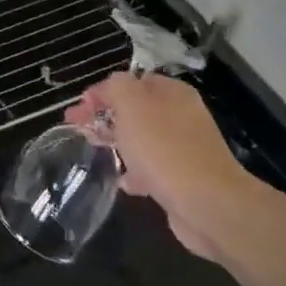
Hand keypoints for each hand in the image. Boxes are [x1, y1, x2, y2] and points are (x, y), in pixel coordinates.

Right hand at [67, 73, 255, 260]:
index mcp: (171, 92)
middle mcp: (180, 115)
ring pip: (142, 139)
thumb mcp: (131, 105)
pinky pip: (152, 168)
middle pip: (135, 110)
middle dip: (105, 118)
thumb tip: (108, 88)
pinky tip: (124, 183)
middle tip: (79, 131)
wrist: (207, 204)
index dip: (102, 92)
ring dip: (118, 144)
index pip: (130, 81)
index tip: (78, 110)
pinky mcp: (184, 178)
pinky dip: (135, 173)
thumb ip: (115, 87)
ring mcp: (184, 147)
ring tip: (97, 154)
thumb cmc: (164, 148)